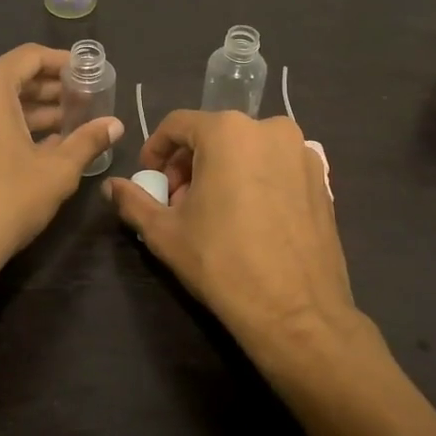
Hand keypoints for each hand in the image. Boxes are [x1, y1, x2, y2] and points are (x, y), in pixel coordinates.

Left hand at [0, 44, 123, 283]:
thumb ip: (87, 140)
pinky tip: (34, 146)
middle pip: (9, 78)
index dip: (63, 63)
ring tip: (66, 126)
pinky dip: (3, 125)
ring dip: (28, 111)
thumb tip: (116, 125)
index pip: (29, 57)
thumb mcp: (57, 171)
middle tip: (83, 103)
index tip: (88, 74)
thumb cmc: (6, 201)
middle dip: (48, 91)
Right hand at [103, 111, 369, 385]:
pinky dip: (256, 181)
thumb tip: (112, 186)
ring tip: (214, 213)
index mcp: (228, 131)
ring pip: (248, 149)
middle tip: (179, 203)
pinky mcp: (323, 179)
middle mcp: (270, 129)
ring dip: (223, 171)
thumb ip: (133, 200)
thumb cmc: (222, 263)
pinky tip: (250, 220)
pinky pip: (276, 167)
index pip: (178, 125)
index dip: (156, 150)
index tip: (150, 180)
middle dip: (190, 164)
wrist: (295, 311)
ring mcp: (303, 153)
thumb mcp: (165, 232)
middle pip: (215, 135)